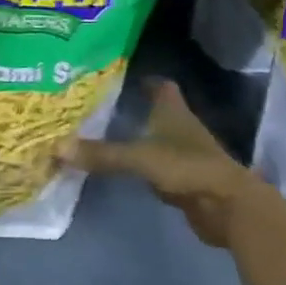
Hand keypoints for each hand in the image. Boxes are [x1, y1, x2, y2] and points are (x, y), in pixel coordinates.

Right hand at [60, 79, 263, 247]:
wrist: (229, 207)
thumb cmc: (187, 167)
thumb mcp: (140, 158)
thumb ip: (102, 154)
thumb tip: (57, 148)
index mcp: (173, 110)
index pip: (159, 85)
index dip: (142, 80)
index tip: (118, 77)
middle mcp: (181, 126)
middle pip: (157, 110)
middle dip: (134, 107)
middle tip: (100, 106)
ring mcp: (186, 154)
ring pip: (157, 138)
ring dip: (138, 137)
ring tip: (105, 134)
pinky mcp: (186, 180)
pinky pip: (159, 166)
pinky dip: (144, 165)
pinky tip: (125, 168)